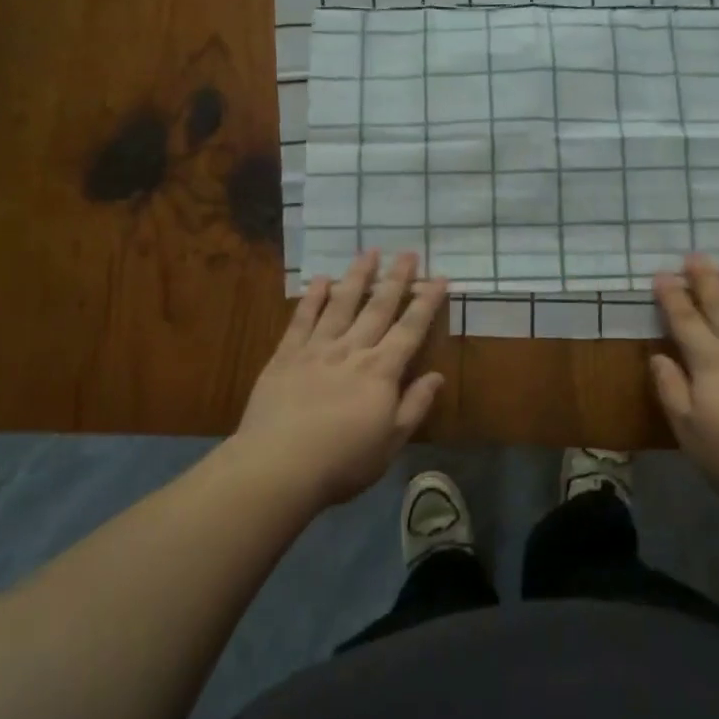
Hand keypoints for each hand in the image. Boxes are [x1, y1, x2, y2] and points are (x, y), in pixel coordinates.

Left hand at [234, 250, 447, 507]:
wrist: (279, 466)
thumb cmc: (343, 462)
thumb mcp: (391, 442)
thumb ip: (414, 405)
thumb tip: (437, 376)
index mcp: (381, 371)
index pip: (410, 329)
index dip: (427, 303)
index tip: (439, 278)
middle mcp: (352, 350)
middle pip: (378, 308)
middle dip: (396, 279)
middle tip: (408, 252)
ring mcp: (317, 349)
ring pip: (342, 304)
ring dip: (357, 277)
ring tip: (369, 252)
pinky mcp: (286, 356)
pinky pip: (302, 319)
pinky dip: (313, 298)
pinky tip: (321, 280)